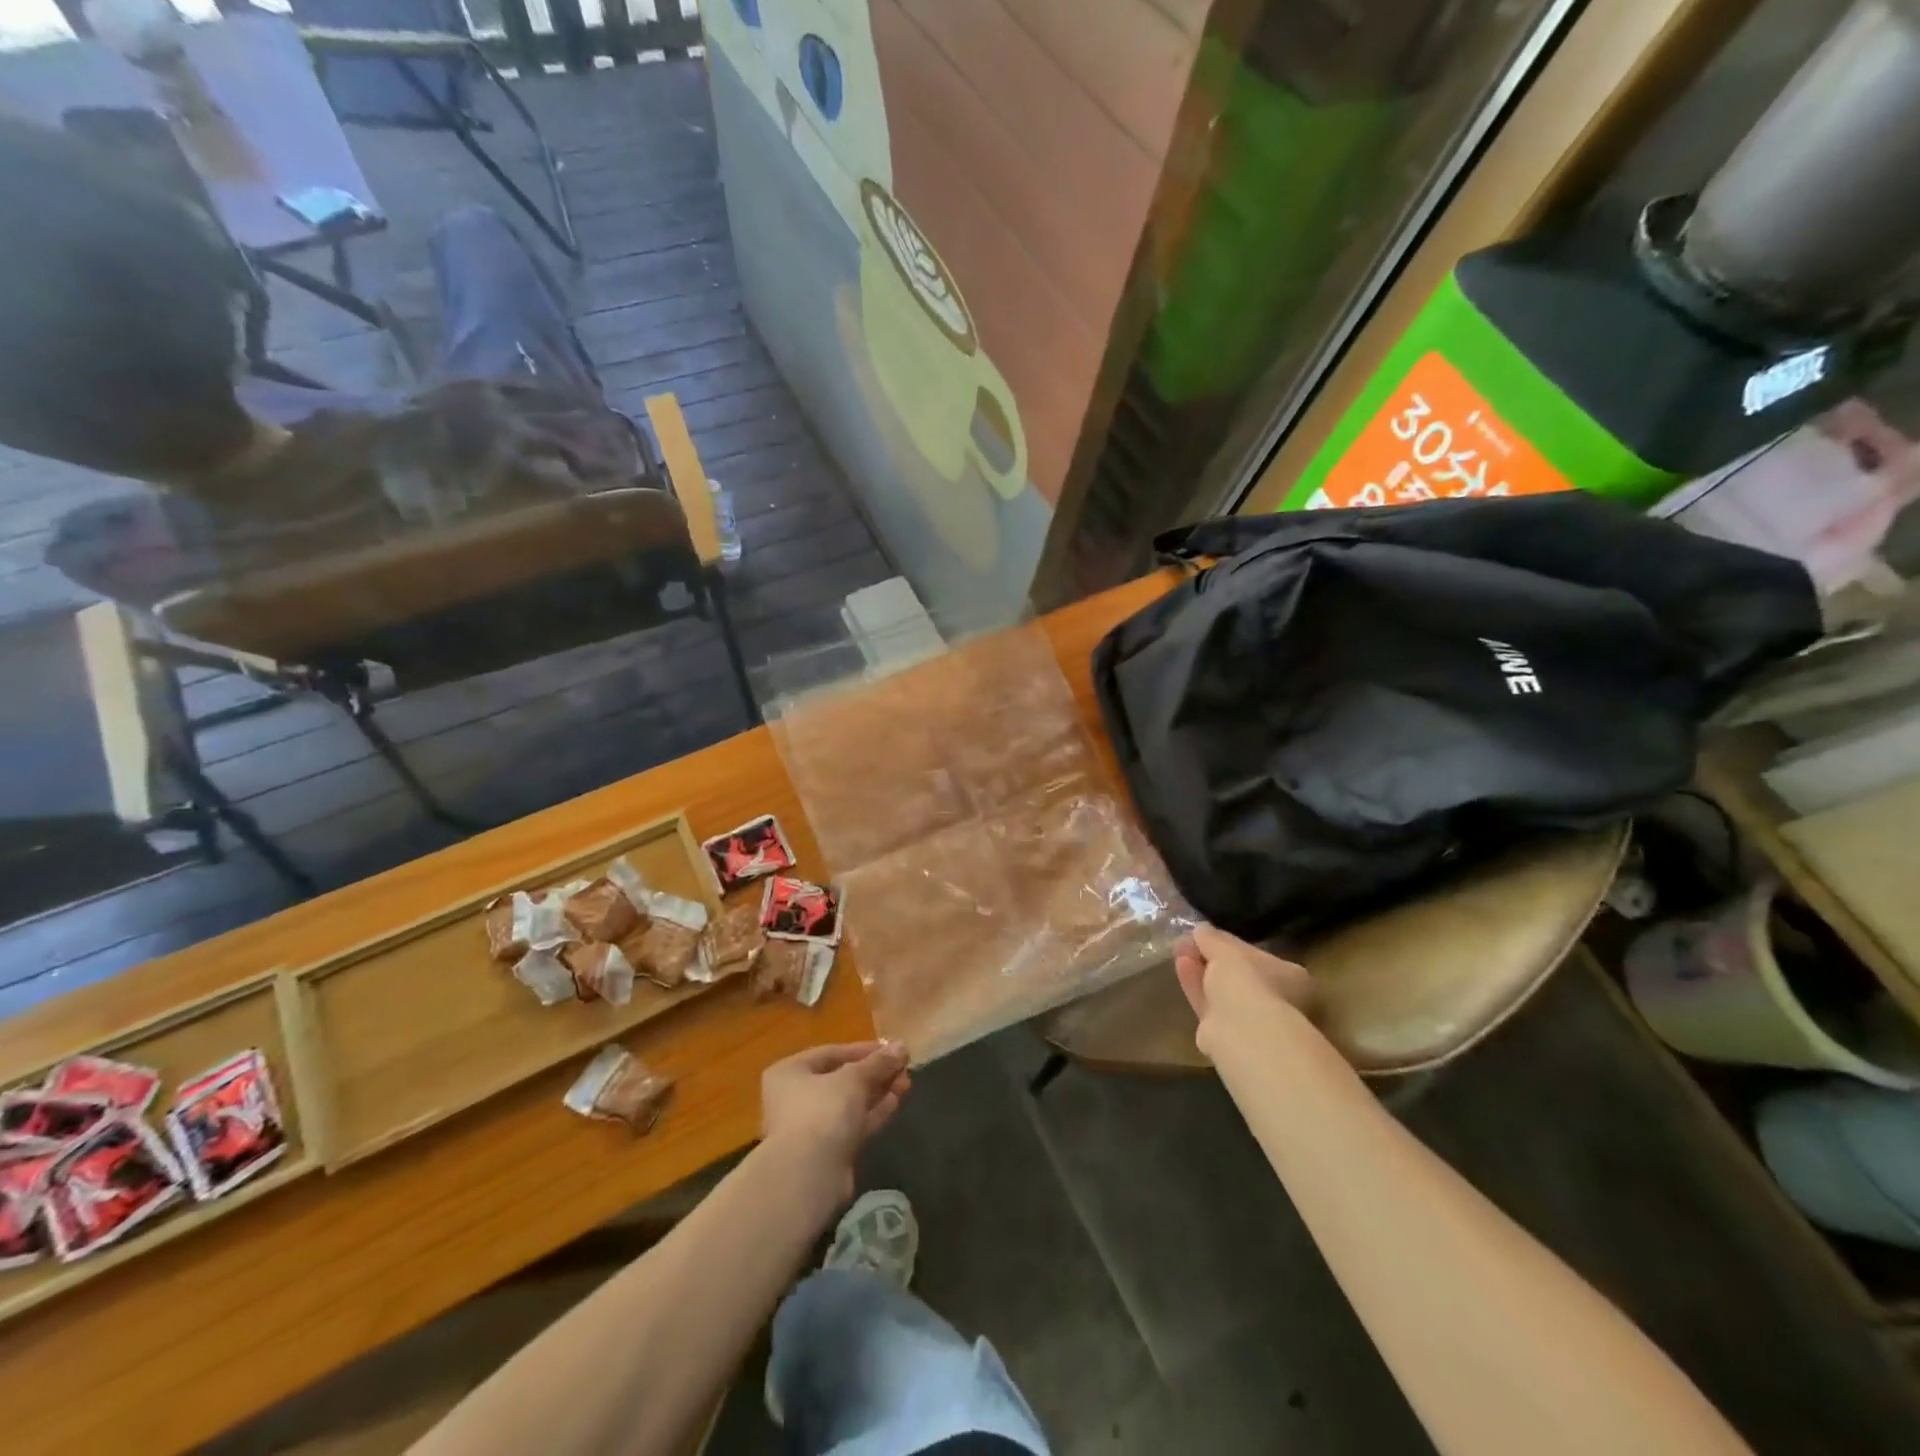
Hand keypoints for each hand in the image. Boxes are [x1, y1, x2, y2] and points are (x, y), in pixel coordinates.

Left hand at [760, 1041, 911, 1203]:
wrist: (809, 1177)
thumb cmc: (823, 1111)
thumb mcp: (853, 1078)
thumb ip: (878, 1062)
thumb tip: (902, 1046)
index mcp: (790, 1072)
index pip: (832, 1052)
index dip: (864, 1049)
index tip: (892, 1048)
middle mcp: (795, 1096)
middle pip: (841, 1078)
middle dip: (875, 1072)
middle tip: (904, 1066)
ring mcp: (811, 1126)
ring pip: (849, 1102)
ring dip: (878, 1091)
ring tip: (907, 1081)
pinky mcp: (827, 1150)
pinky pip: (853, 1123)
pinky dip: (873, 1112)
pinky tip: (896, 1101)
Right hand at [1175, 925, 1314, 1053]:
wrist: (1244, 1033)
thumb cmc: (1248, 982)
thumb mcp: (1227, 950)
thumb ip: (1213, 938)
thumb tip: (1201, 929)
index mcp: (1292, 979)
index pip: (1258, 957)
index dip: (1229, 945)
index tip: (1206, 935)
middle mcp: (1279, 1003)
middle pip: (1239, 977)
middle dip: (1212, 959)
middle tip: (1188, 943)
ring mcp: (1254, 1023)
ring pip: (1222, 993)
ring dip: (1201, 971)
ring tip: (1178, 951)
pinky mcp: (1229, 1038)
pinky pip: (1210, 1006)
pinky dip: (1196, 987)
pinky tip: (1182, 968)